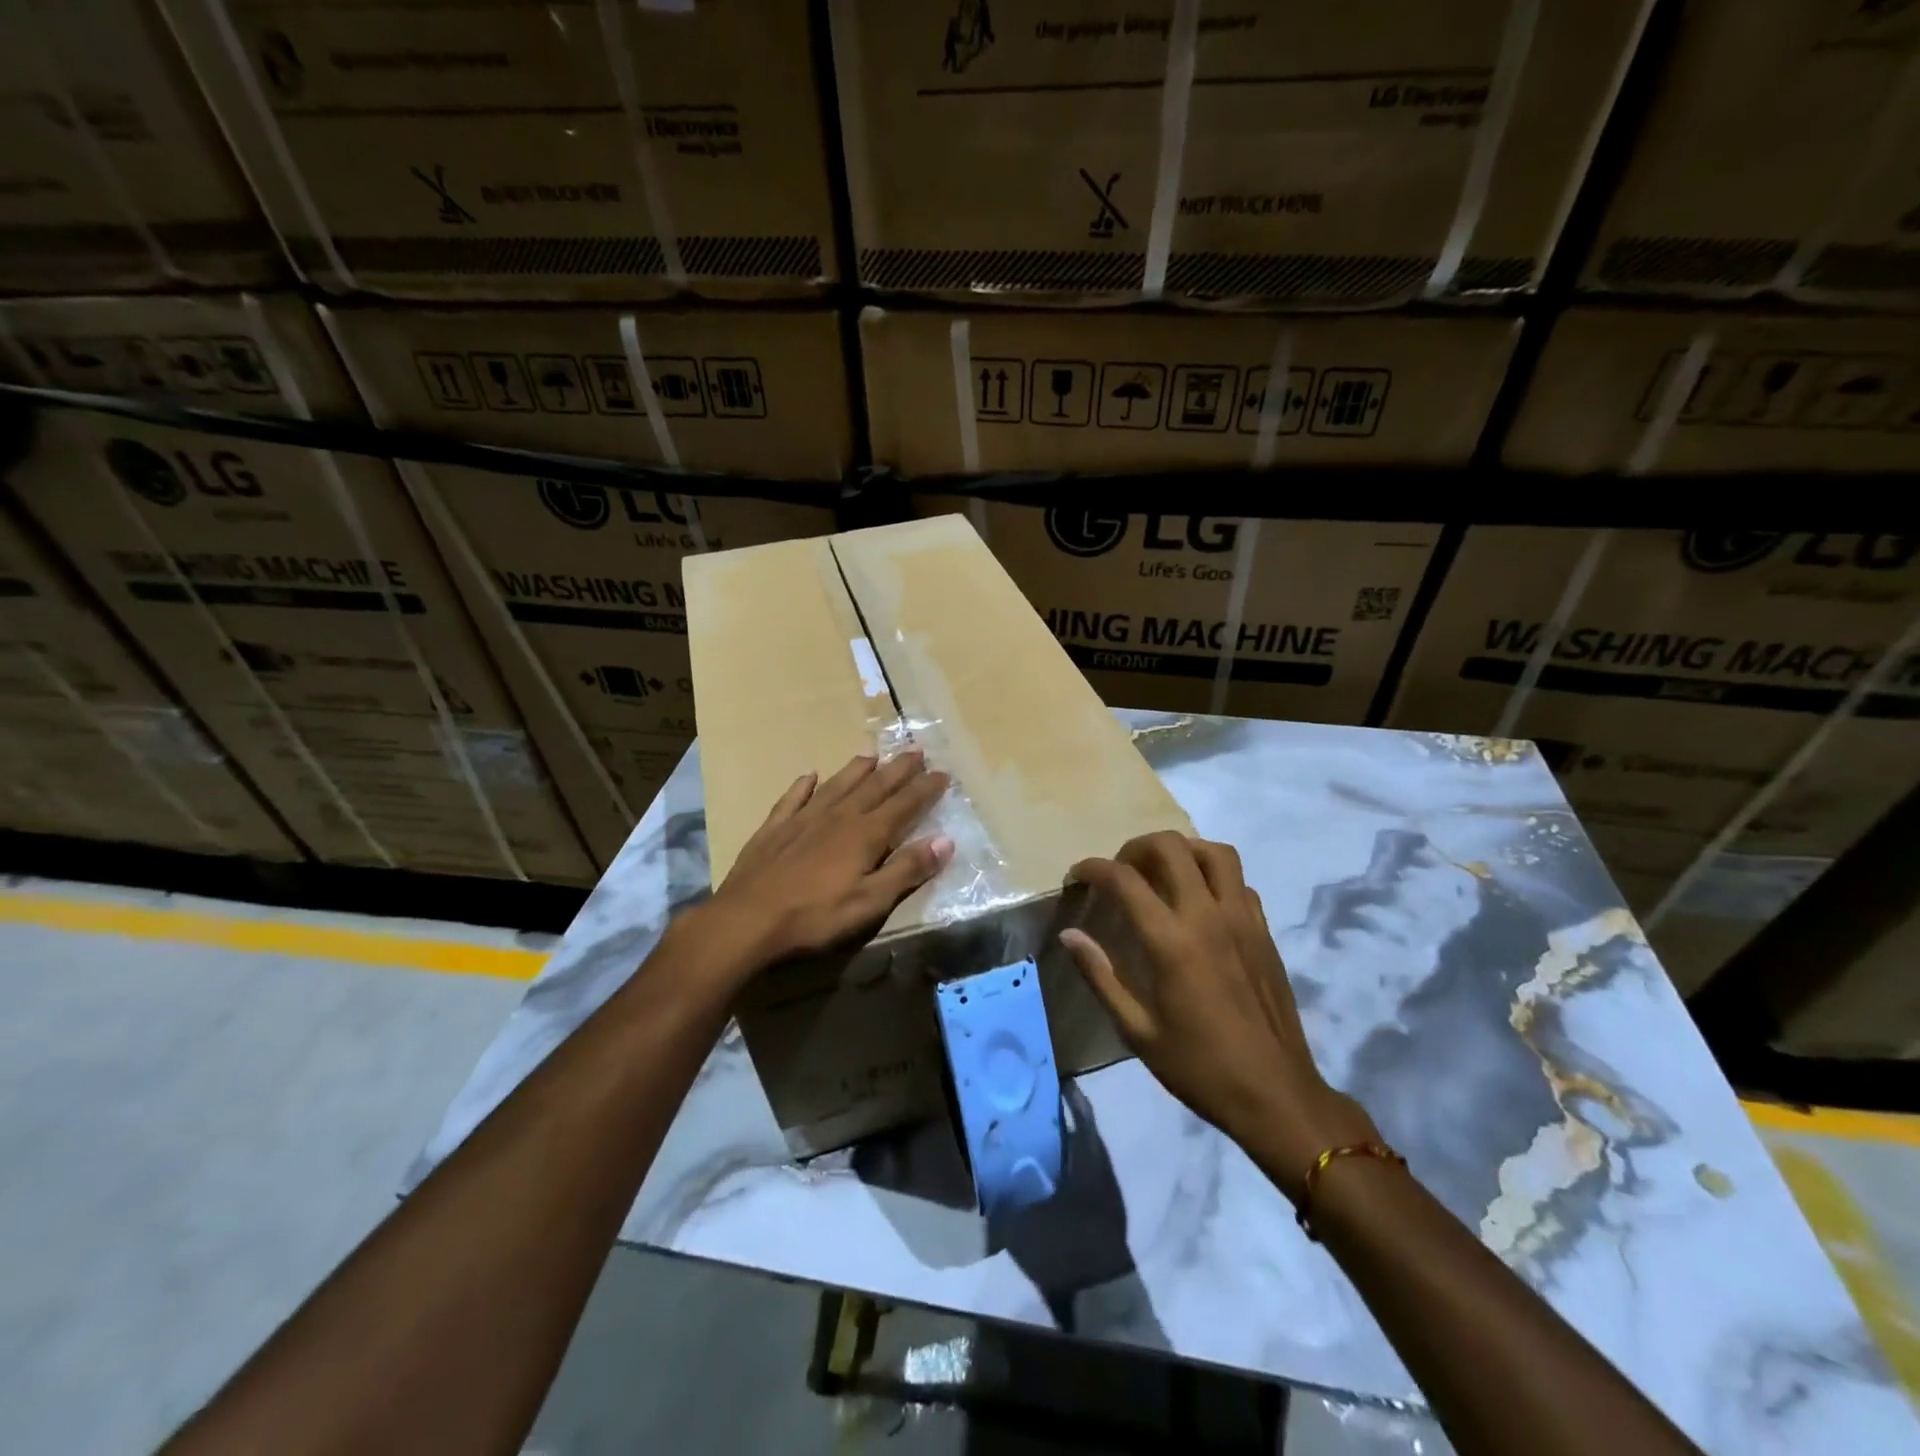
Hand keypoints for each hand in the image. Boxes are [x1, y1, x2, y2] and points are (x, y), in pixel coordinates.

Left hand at [701, 750, 953, 974]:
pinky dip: (804, 784)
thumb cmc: (815, 916)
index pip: (904, 805)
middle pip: (874, 786)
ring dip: (857, 768)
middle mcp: (838, 816)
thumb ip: (907, 870)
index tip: (943, 773)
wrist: (748, 919)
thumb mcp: (870, 901)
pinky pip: (794, 797)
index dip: (925, 789)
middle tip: (916, 750)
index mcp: (865, 834)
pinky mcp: (775, 827)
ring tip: (872, 754)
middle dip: (898, 769)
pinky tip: (809, 775)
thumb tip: (945, 840)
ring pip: (837, 784)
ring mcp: (803, 818)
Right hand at [1060, 832, 1375, 1202]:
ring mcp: (1242, 919)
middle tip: (1120, 871)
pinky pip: (1239, 881)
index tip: (1076, 877)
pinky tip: (1199, 902)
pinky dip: (1213, 876)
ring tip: (1161, 872)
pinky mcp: (1264, 931)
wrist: (1275, 1094)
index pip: (1124, 879)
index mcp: (1171, 941)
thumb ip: (1100, 975)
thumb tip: (1069, 934)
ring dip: (1182, 850)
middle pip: (1171, 846)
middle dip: (1136, 847)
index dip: (1093, 868)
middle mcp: (1207, 916)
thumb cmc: (1199, 1066)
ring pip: (1214, 852)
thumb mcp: (1136, 1030)